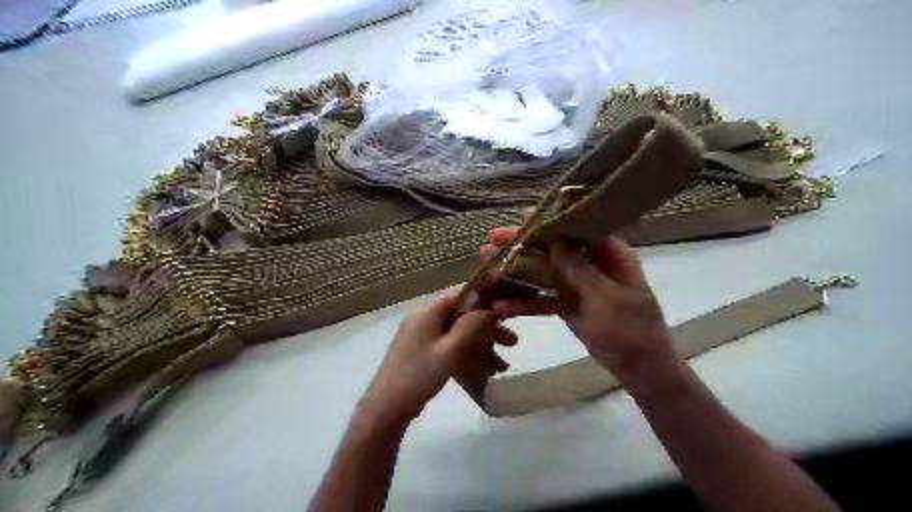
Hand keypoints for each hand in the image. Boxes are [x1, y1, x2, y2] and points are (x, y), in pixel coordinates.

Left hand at [366, 294, 519, 425]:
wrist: (387, 408)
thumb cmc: (420, 375)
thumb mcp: (451, 350)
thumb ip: (472, 325)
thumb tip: (491, 306)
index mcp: (428, 313)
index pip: (461, 297)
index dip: (485, 302)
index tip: (506, 314)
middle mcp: (424, 320)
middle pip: (462, 317)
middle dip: (488, 330)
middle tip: (512, 342)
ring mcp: (420, 337)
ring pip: (457, 335)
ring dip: (481, 347)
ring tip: (503, 366)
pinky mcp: (420, 353)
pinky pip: (448, 348)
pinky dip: (466, 356)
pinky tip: (484, 373)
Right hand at [480, 227, 671, 378]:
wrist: (640, 370)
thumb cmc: (631, 329)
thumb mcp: (604, 296)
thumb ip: (578, 268)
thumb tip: (554, 240)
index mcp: (611, 255)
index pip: (579, 229)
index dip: (552, 222)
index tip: (524, 218)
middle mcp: (592, 265)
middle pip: (555, 249)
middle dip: (525, 245)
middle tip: (495, 238)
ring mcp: (578, 287)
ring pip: (545, 273)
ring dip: (518, 271)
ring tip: (488, 264)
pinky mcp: (568, 306)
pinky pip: (544, 300)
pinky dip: (526, 303)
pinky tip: (502, 306)